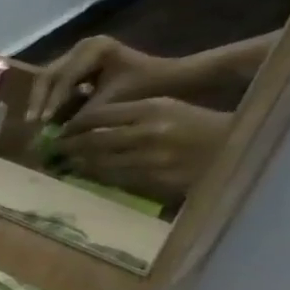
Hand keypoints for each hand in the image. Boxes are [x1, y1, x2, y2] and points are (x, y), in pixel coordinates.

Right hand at [26, 34, 187, 123]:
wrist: (171, 78)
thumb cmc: (148, 87)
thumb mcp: (114, 102)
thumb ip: (82, 116)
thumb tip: (54, 135)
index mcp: (95, 48)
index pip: (64, 77)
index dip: (52, 101)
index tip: (44, 123)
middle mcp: (82, 46)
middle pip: (48, 75)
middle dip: (40, 100)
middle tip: (32, 123)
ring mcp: (78, 53)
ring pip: (47, 79)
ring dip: (41, 101)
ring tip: (36, 122)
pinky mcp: (77, 64)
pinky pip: (55, 82)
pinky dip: (50, 99)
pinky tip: (46, 115)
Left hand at [56, 97, 230, 199]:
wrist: (237, 149)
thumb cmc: (196, 125)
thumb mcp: (165, 108)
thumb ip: (127, 114)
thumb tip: (83, 125)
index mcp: (152, 108)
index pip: (97, 116)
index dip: (73, 125)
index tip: (60, 130)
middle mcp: (148, 133)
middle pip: (91, 141)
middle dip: (67, 146)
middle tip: (51, 150)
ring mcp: (151, 159)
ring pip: (98, 163)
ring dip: (76, 164)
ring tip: (62, 164)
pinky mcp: (154, 181)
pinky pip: (115, 179)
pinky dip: (96, 177)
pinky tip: (86, 175)